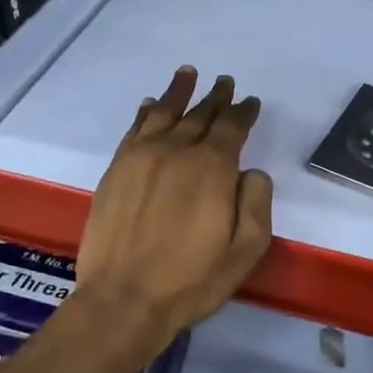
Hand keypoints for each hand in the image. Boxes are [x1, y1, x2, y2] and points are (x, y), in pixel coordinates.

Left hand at [73, 67, 273, 355]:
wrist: (124, 299)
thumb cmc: (192, 280)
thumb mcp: (246, 249)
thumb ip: (257, 202)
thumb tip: (250, 172)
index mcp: (212, 168)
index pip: (232, 127)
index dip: (244, 111)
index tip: (251, 101)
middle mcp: (176, 151)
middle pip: (199, 115)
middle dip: (215, 97)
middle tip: (224, 82)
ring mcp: (140, 158)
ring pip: (163, 113)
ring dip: (179, 92)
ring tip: (188, 73)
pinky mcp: (116, 170)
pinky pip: (134, 129)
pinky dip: (145, 112)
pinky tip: (149, 104)